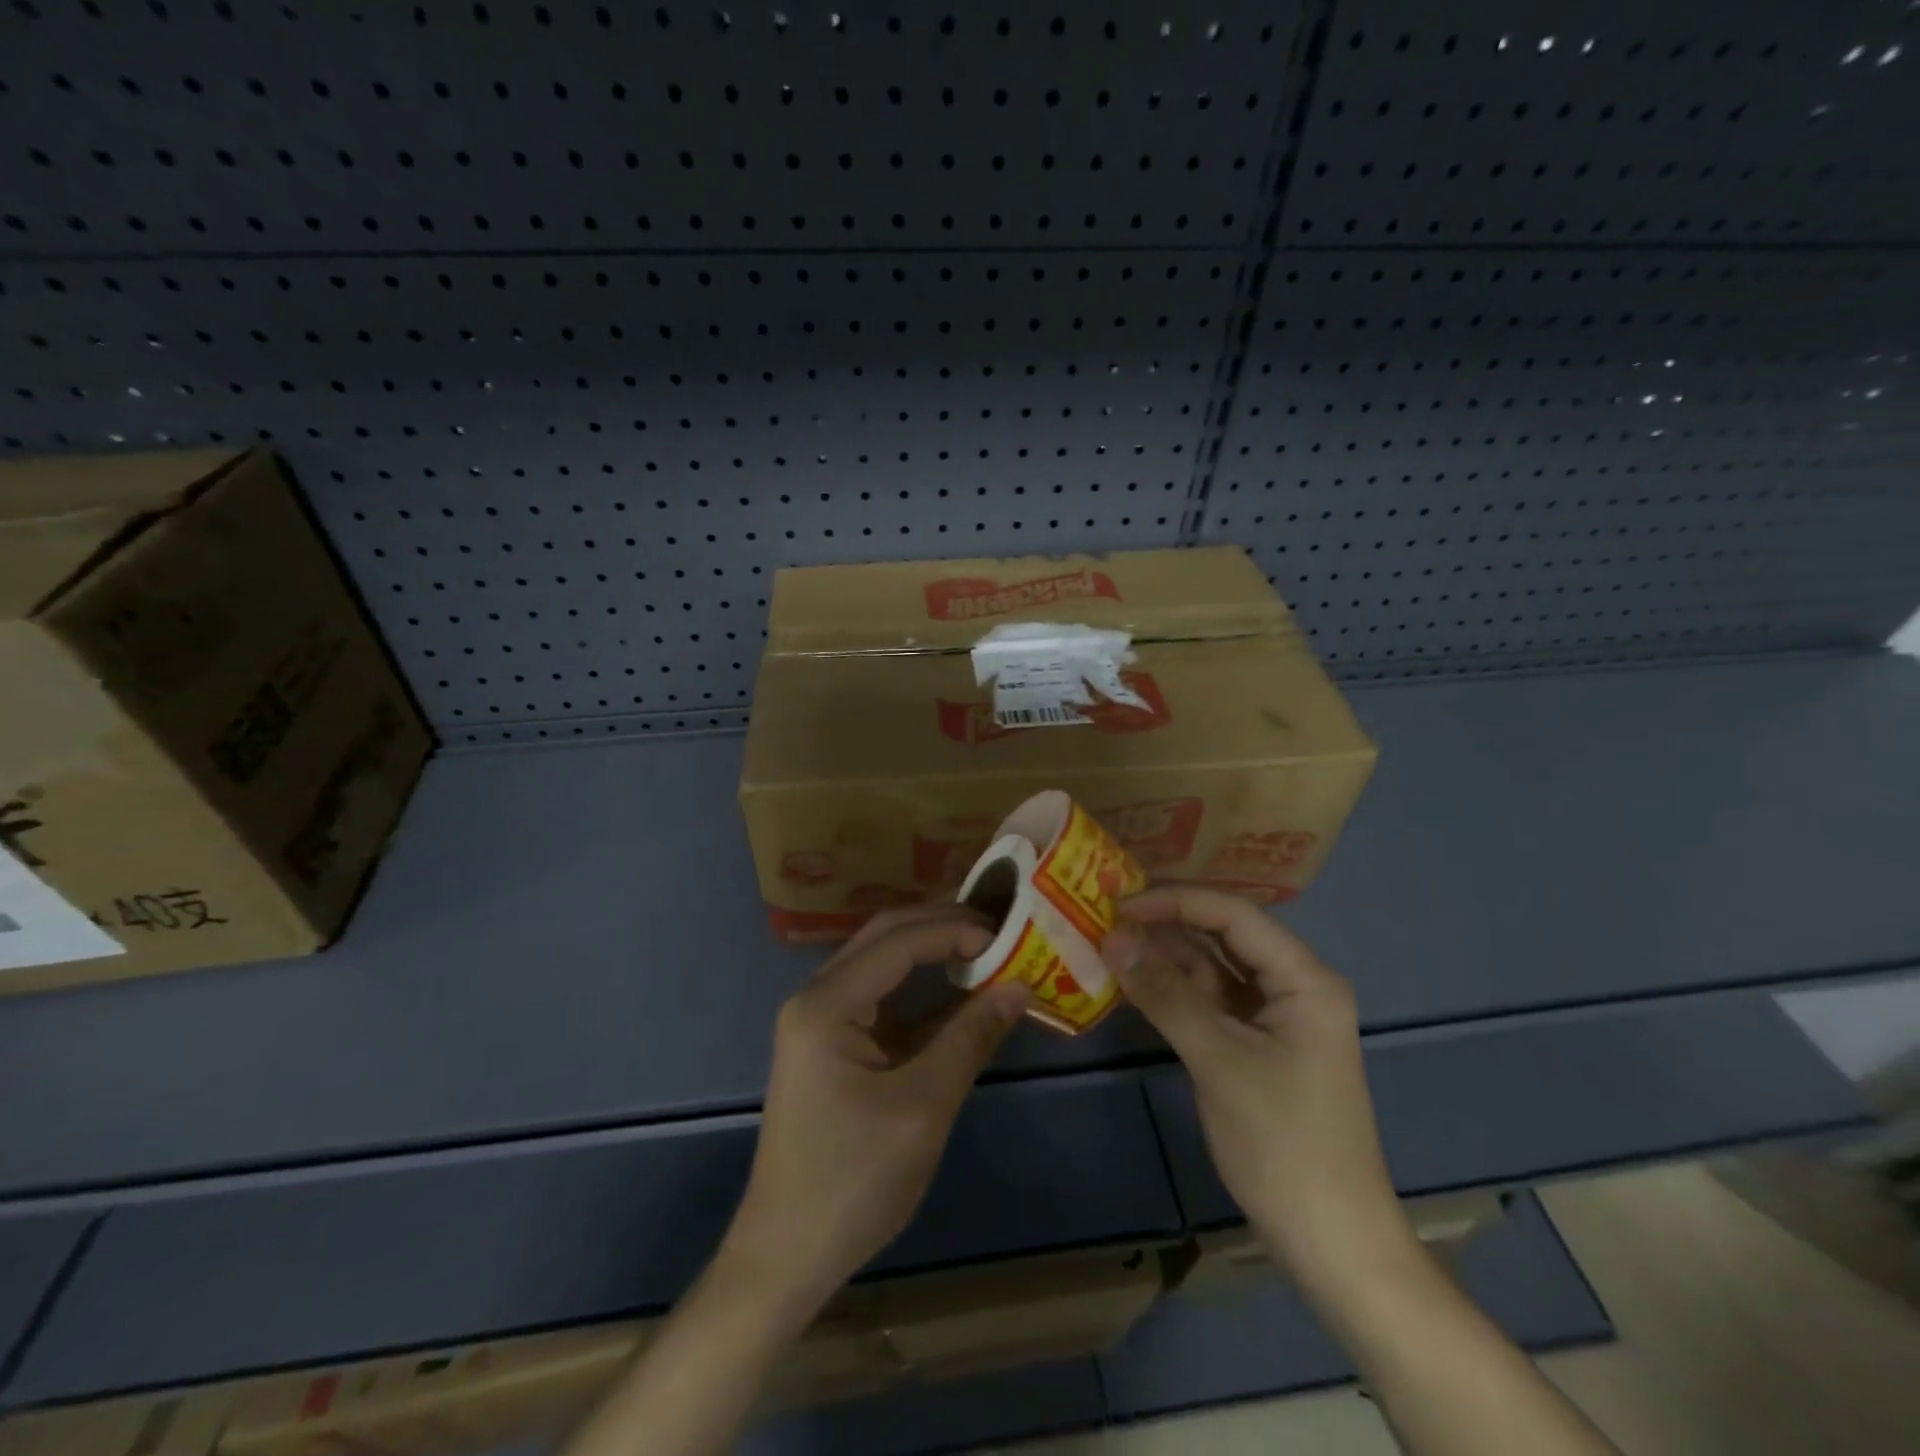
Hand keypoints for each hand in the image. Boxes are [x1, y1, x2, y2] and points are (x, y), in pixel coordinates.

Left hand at [722, 905, 1030, 1312]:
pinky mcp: (833, 1046)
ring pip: (882, 964)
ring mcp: (822, 1022)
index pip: (898, 942)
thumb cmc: (853, 1182)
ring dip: (931, 951)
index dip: (955, 931)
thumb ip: (971, 1038)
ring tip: (986, 944)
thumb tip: (1020, 987)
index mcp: (826, 1005)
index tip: (1007, 937)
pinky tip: (961, 992)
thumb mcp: (923, 1107)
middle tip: (998, 925)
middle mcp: (817, 998)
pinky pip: (882, 1000)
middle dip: (941, 925)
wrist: (786, 1257)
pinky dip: (922, 992)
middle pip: (884, 938)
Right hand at [1101, 887, 1412, 1290]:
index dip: (1175, 901)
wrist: (1331, 1241)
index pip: (1233, 915)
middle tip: (1106, 914)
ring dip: (1165, 955)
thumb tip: (1112, 938)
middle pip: (1224, 934)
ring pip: (1213, 967)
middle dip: (1167, 922)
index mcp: (1304, 978)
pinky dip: (1173, 990)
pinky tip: (1134, 980)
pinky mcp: (1255, 1043)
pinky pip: (1209, 1000)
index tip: (1119, 902)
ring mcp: (1273, 1015)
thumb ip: (1165, 995)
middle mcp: (1292, 985)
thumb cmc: (1284, 1143)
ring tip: (1110, 940)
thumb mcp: (1219, 1061)